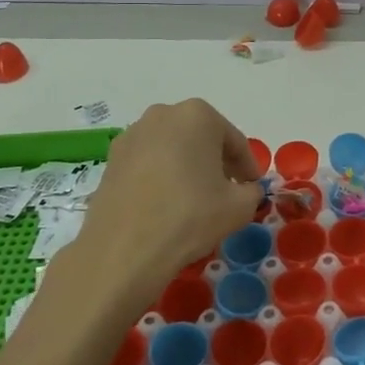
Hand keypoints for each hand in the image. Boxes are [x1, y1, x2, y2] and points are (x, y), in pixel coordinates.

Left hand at [73, 99, 261, 297]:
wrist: (123, 250)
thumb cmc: (189, 217)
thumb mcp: (239, 207)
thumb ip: (252, 191)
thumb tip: (246, 190)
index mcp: (198, 115)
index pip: (234, 141)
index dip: (248, 167)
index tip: (253, 188)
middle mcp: (163, 114)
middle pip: (202, 138)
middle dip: (216, 162)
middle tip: (227, 192)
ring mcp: (132, 135)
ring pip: (173, 149)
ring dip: (187, 168)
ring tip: (194, 200)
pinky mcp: (112, 159)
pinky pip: (148, 163)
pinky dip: (161, 177)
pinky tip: (165, 205)